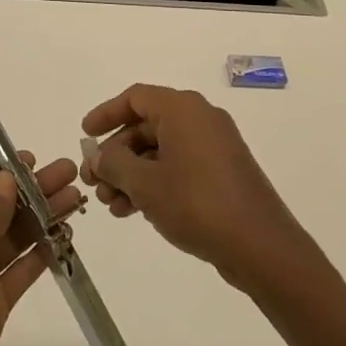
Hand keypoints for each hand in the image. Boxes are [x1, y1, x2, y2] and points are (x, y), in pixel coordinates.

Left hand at [0, 155, 83, 345]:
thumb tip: (6, 178)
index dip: (8, 174)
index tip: (38, 161)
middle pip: (1, 210)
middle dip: (34, 192)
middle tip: (70, 173)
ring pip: (15, 238)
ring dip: (43, 219)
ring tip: (76, 200)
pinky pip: (20, 270)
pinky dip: (42, 254)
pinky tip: (65, 237)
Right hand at [81, 84, 313, 292]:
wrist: (261, 247)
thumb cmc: (197, 204)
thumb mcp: (144, 184)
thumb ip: (113, 164)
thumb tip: (100, 156)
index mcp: (183, 109)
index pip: (135, 98)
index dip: (106, 114)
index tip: (85, 135)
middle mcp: (200, 119)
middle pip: (145, 126)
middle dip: (115, 155)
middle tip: (94, 182)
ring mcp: (214, 147)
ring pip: (160, 151)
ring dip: (131, 174)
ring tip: (112, 205)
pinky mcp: (222, 173)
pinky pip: (178, 167)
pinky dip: (154, 182)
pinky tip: (135, 211)